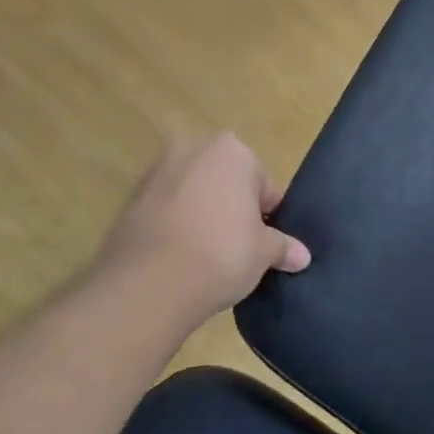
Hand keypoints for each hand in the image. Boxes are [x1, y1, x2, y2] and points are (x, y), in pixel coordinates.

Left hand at [89, 133, 310, 324]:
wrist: (149, 283)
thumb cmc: (222, 252)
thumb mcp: (264, 252)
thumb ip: (284, 247)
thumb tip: (303, 256)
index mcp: (232, 150)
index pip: (263, 185)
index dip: (268, 217)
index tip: (265, 243)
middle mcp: (192, 149)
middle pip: (225, 183)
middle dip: (232, 209)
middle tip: (239, 248)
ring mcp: (156, 172)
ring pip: (194, 195)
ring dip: (202, 217)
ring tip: (207, 257)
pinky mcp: (130, 200)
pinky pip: (166, 211)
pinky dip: (175, 227)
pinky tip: (180, 259)